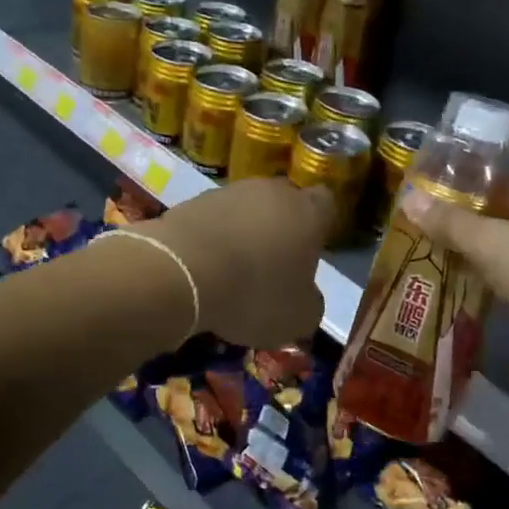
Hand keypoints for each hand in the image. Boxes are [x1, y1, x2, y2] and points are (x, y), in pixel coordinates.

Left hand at [142, 178, 331, 345]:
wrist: (182, 272)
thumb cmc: (254, 293)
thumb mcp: (298, 317)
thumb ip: (310, 302)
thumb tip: (305, 297)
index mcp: (307, 212)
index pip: (326, 204)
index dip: (320, 226)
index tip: (310, 251)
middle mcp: (271, 191)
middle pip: (283, 204)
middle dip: (279, 229)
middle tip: (271, 266)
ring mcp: (229, 192)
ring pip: (245, 210)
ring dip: (243, 233)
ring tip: (231, 271)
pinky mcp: (192, 201)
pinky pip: (212, 219)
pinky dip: (212, 238)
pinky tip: (204, 268)